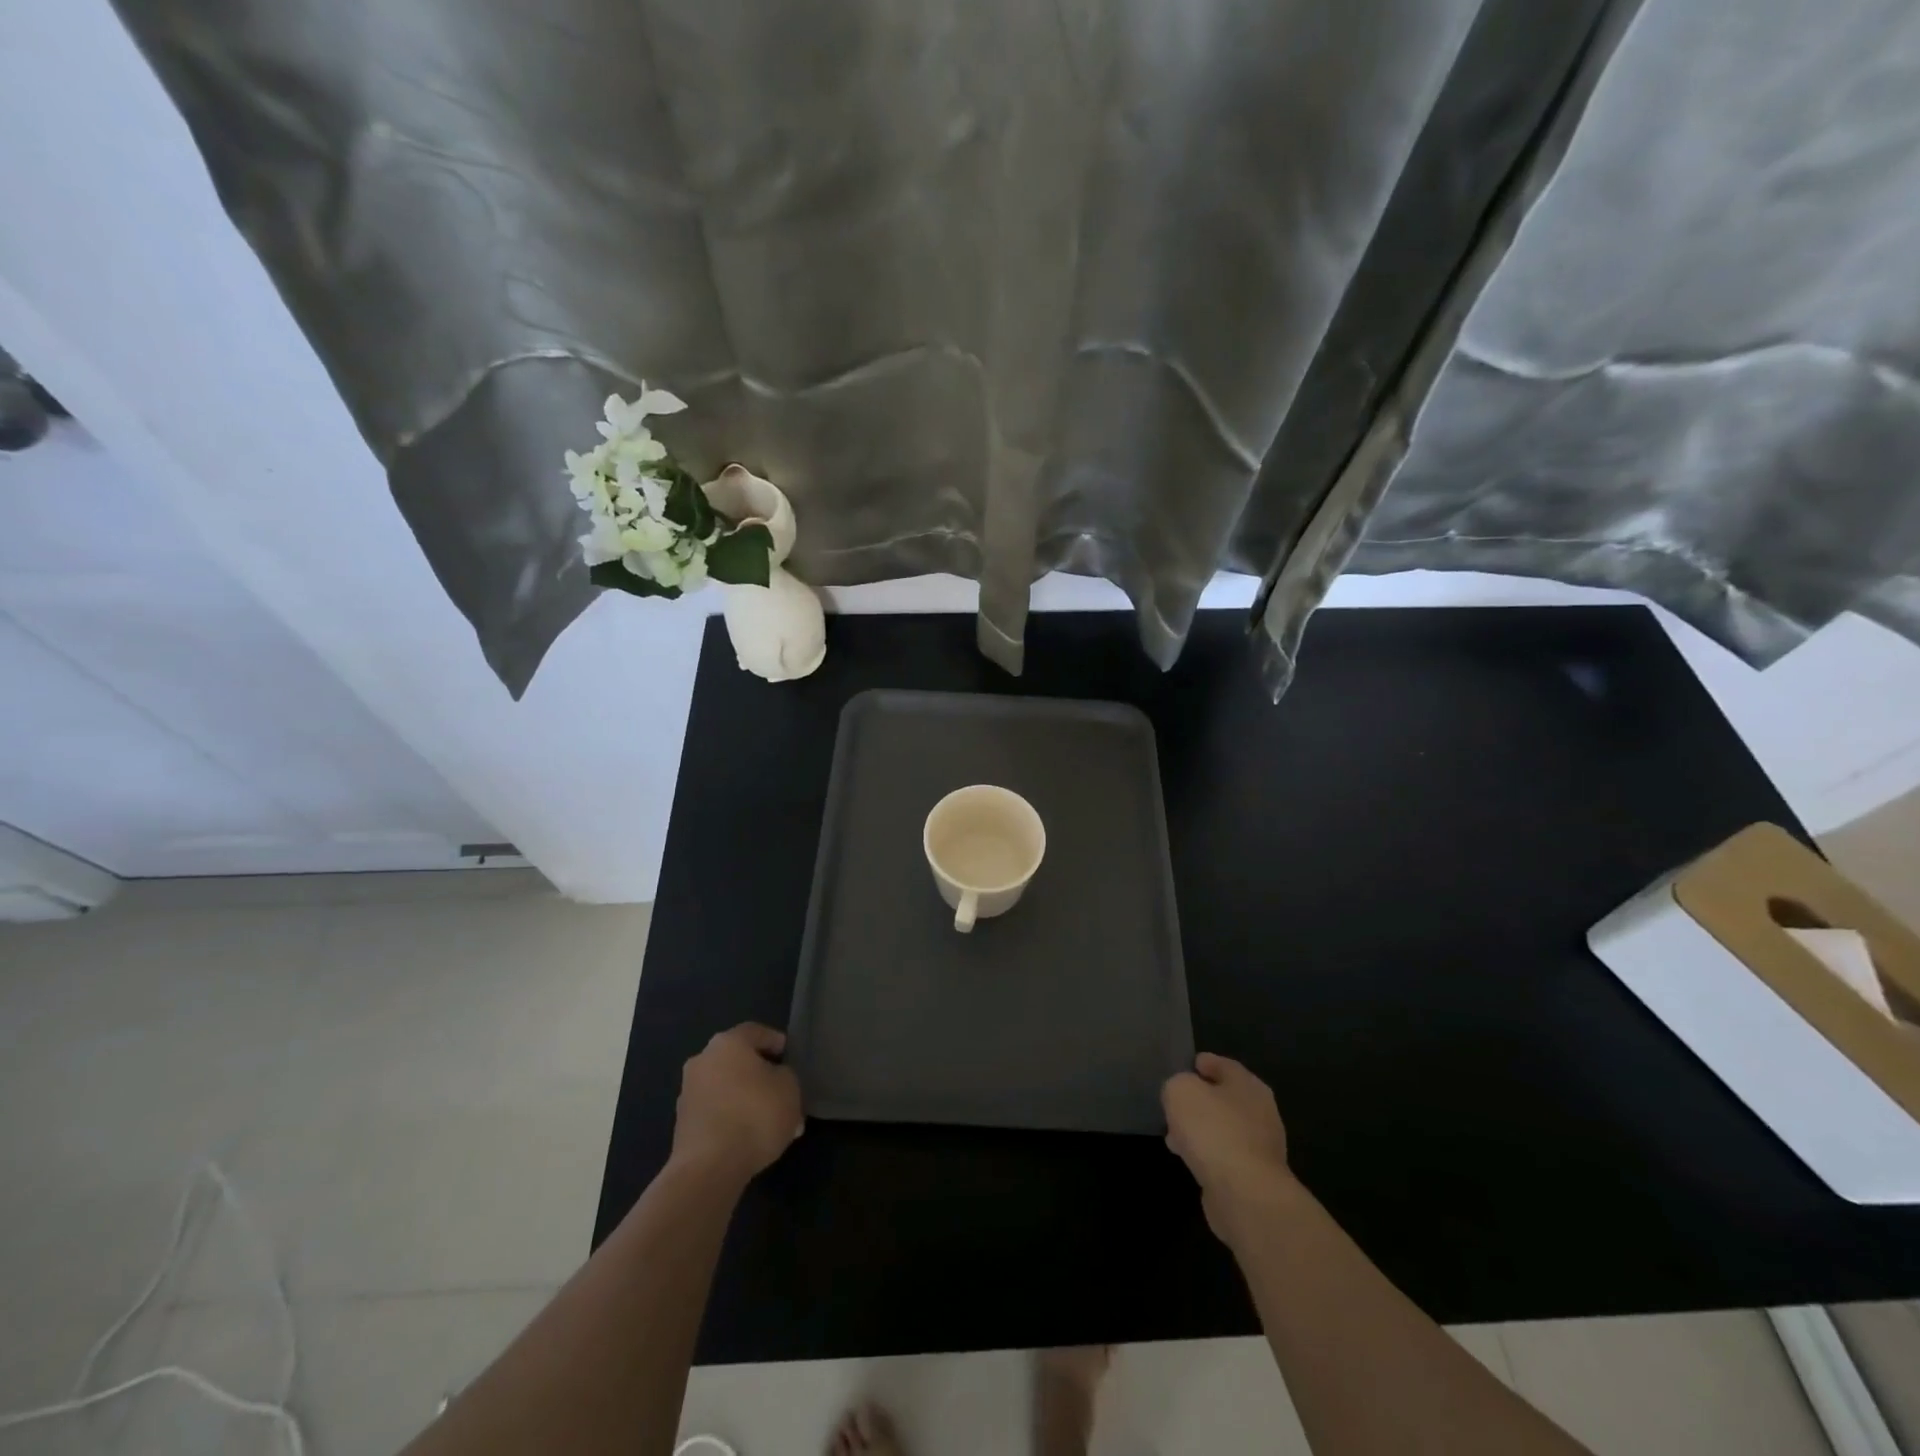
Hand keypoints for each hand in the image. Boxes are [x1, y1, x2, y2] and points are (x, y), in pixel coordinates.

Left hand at [670, 1023, 803, 1187]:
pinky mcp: (683, 1124)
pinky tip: (752, 1139)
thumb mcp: (789, 1087)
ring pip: (728, 1088)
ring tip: (772, 1124)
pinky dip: (733, 1119)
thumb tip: (775, 1081)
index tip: (791, 1059)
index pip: (757, 1032)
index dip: (777, 1043)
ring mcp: (689, 1093)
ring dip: (748, 1100)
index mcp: (728, 1042)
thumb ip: (786, 1075)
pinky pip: (717, 1112)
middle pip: (739, 1061)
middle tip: (784, 1093)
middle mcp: (703, 1060)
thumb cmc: (755, 1115)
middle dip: (762, 1076)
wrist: (708, 1168)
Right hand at [1162, 1053, 1297, 1245]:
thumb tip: (1181, 1096)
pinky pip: (1224, 1156)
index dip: (1203, 1063)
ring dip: (1201, 1130)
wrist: (1244, 1195)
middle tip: (1175, 1103)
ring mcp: (1261, 1148)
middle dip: (1200, 1100)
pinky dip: (1206, 1154)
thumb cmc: (1213, 1130)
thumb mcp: (1180, 1091)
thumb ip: (1177, 1085)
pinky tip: (1187, 1158)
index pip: (1224, 1065)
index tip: (1185, 1067)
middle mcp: (1261, 1113)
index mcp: (1249, 1085)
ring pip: (1223, 1129)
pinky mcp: (1254, 1178)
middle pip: (1225, 1098)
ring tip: (1174, 1135)